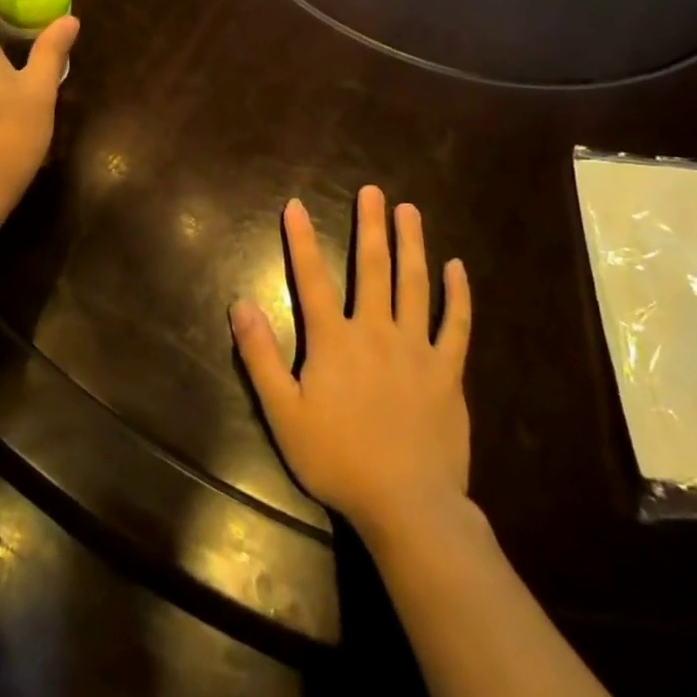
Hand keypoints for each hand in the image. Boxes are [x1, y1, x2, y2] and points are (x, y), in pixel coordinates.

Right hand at [230, 186, 473, 542]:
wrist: (408, 506)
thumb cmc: (338, 459)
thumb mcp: (283, 413)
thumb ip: (260, 356)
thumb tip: (239, 303)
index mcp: (335, 340)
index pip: (311, 278)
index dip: (301, 240)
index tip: (296, 205)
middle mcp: (376, 331)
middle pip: (372, 268)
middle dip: (370, 225)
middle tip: (373, 191)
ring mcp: (417, 349)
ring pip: (415, 284)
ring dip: (412, 244)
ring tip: (410, 210)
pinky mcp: (448, 371)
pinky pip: (456, 325)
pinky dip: (457, 295)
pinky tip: (457, 267)